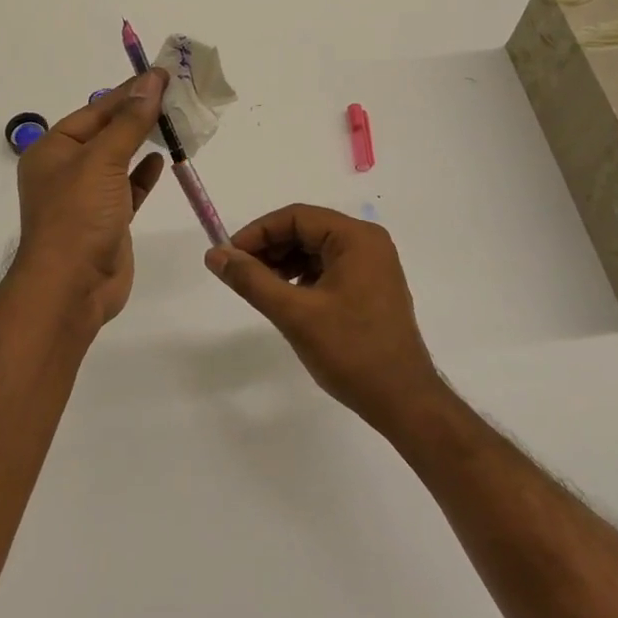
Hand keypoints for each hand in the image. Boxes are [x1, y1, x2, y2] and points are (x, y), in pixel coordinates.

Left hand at [14, 71, 167, 325]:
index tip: (161, 75)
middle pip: (107, 132)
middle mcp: (66, 170)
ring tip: (175, 121)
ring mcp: (87, 197)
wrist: (72, 287)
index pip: (95, 110)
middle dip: (138, 114)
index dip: (128, 91)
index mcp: (52, 149)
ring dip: (143, 141)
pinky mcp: (107, 220)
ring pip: (118, 160)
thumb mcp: (102, 160)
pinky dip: (143, 173)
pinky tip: (161, 160)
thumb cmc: (78, 216)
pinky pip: (127, 188)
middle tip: (174, 94)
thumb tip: (151, 83)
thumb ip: (129, 122)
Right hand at [206, 204, 446, 431]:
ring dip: (283, 263)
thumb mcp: (294, 313)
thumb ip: (251, 280)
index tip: (228, 256)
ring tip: (259, 288)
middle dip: (269, 248)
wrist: (402, 400)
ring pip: (315, 250)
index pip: (296, 217)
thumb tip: (215, 254)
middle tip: (238, 273)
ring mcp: (373, 266)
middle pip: (306, 230)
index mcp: (356, 238)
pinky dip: (302, 277)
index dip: (258, 232)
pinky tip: (286, 298)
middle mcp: (368, 243)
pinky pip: (328, 269)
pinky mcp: (371, 287)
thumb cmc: (350, 351)